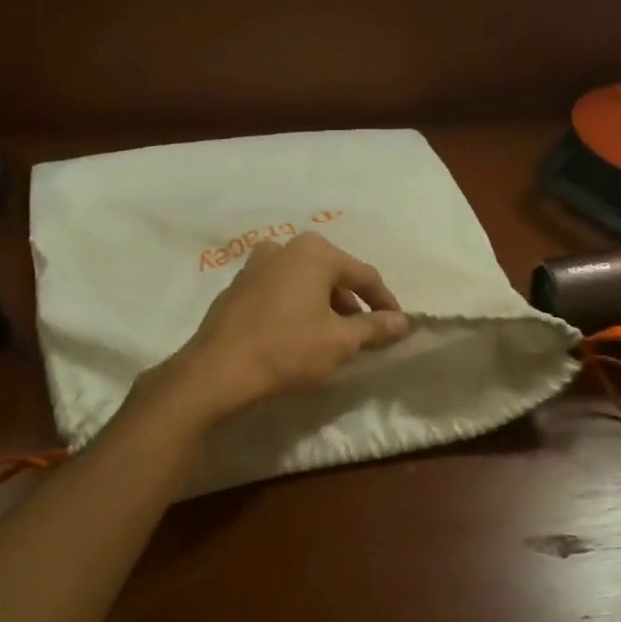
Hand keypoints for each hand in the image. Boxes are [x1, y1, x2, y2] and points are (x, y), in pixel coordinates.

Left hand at [152, 232, 411, 426]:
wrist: (216, 372)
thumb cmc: (287, 350)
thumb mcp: (340, 342)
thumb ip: (375, 328)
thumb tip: (404, 322)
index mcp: (314, 252)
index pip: (364, 275)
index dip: (385, 303)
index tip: (397, 327)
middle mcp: (284, 249)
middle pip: (332, 275)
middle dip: (351, 305)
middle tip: (363, 335)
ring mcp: (254, 266)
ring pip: (303, 283)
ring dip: (322, 307)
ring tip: (331, 339)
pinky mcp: (235, 289)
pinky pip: (278, 293)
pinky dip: (295, 309)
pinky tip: (295, 337)